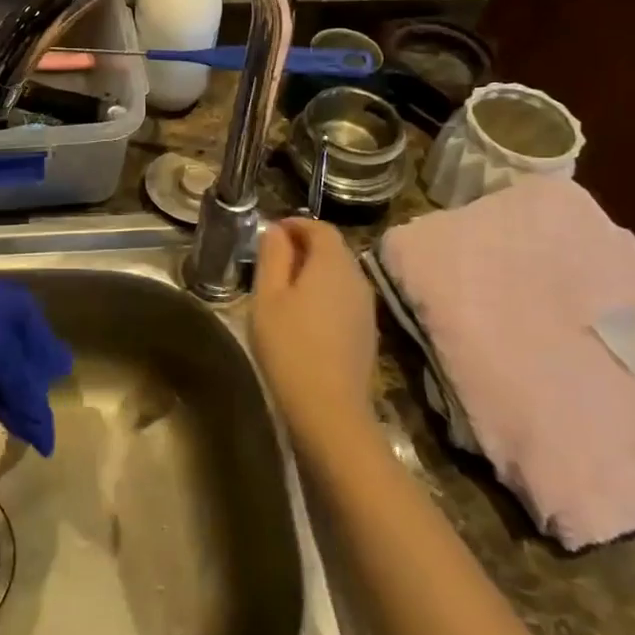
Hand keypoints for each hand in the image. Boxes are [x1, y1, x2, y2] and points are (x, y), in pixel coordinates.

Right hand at [251, 219, 378, 446]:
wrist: (328, 409)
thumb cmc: (289, 346)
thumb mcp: (268, 296)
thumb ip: (273, 256)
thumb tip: (276, 230)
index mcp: (332, 263)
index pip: (319, 227)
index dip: (295, 224)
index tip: (270, 233)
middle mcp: (357, 278)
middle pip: (333, 249)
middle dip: (304, 247)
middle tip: (272, 259)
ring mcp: (366, 307)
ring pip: (339, 275)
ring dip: (314, 272)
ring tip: (283, 288)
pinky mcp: (366, 333)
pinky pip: (344, 298)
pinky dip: (324, 295)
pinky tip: (302, 317)